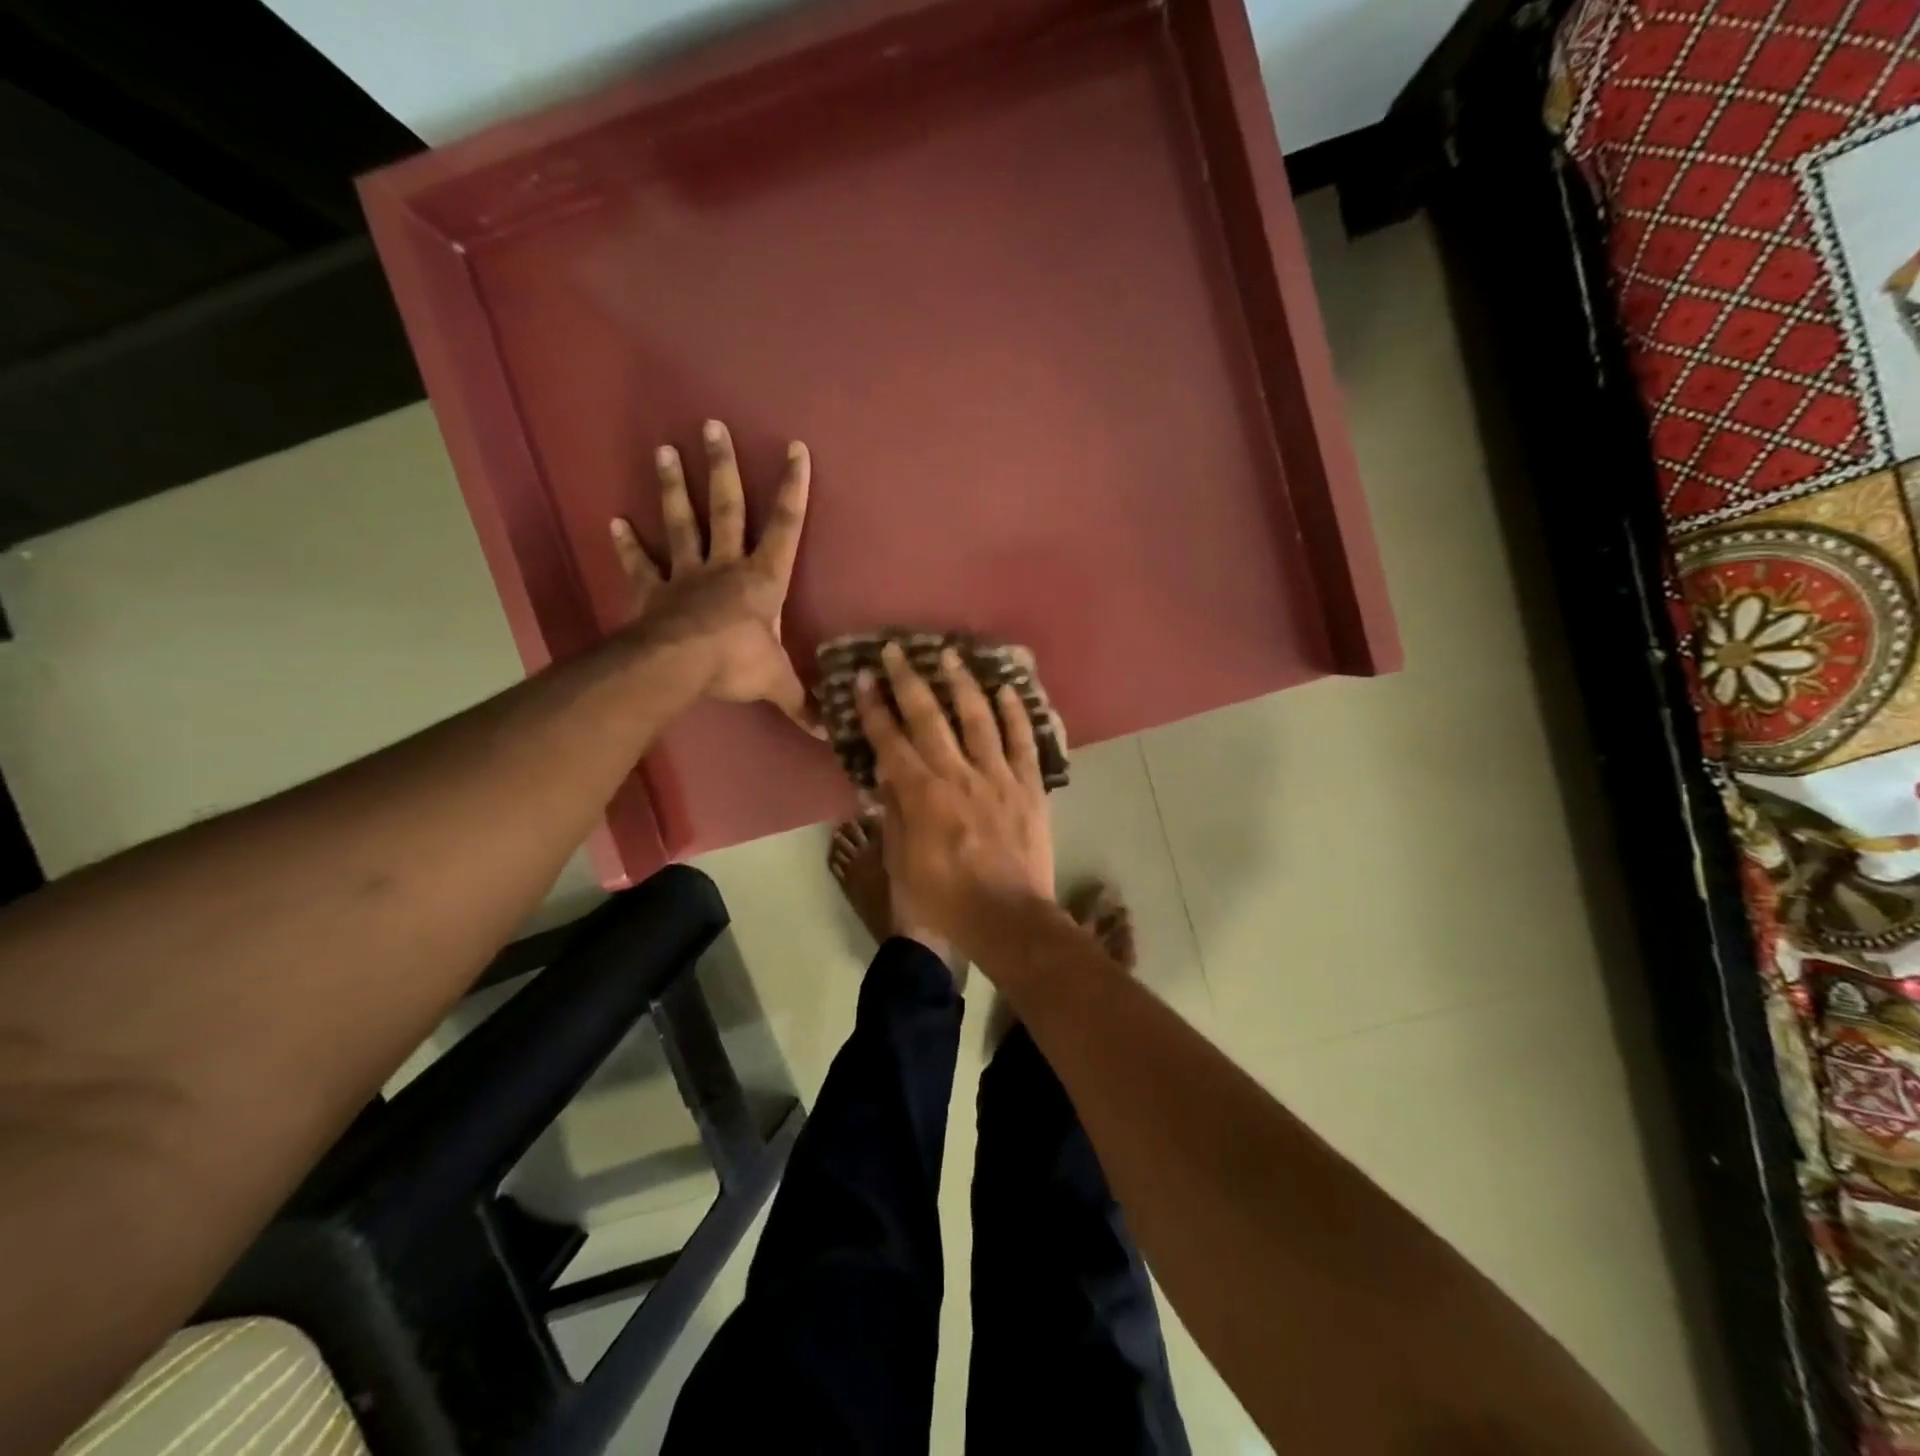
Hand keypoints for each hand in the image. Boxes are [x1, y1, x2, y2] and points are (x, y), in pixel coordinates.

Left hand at [611, 420, 819, 733]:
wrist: (679, 667)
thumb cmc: (736, 664)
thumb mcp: (777, 684)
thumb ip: (803, 703)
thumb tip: (832, 733)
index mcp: (763, 579)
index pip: (785, 527)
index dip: (792, 489)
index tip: (794, 448)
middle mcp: (725, 566)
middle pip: (727, 508)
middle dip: (723, 468)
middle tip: (712, 426)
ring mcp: (686, 575)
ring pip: (683, 523)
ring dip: (674, 487)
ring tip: (664, 451)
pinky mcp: (654, 591)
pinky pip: (641, 564)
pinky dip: (627, 544)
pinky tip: (615, 521)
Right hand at [856, 641, 1054, 954]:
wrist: (1007, 919)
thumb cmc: (945, 900)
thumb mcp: (901, 864)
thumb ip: (893, 815)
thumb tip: (882, 776)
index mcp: (922, 795)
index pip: (891, 741)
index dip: (874, 708)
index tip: (863, 678)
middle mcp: (958, 774)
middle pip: (930, 718)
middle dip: (908, 681)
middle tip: (896, 651)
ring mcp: (998, 776)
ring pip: (978, 718)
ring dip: (962, 684)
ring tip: (950, 656)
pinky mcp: (1029, 786)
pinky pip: (1023, 741)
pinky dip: (1015, 713)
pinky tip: (1006, 690)